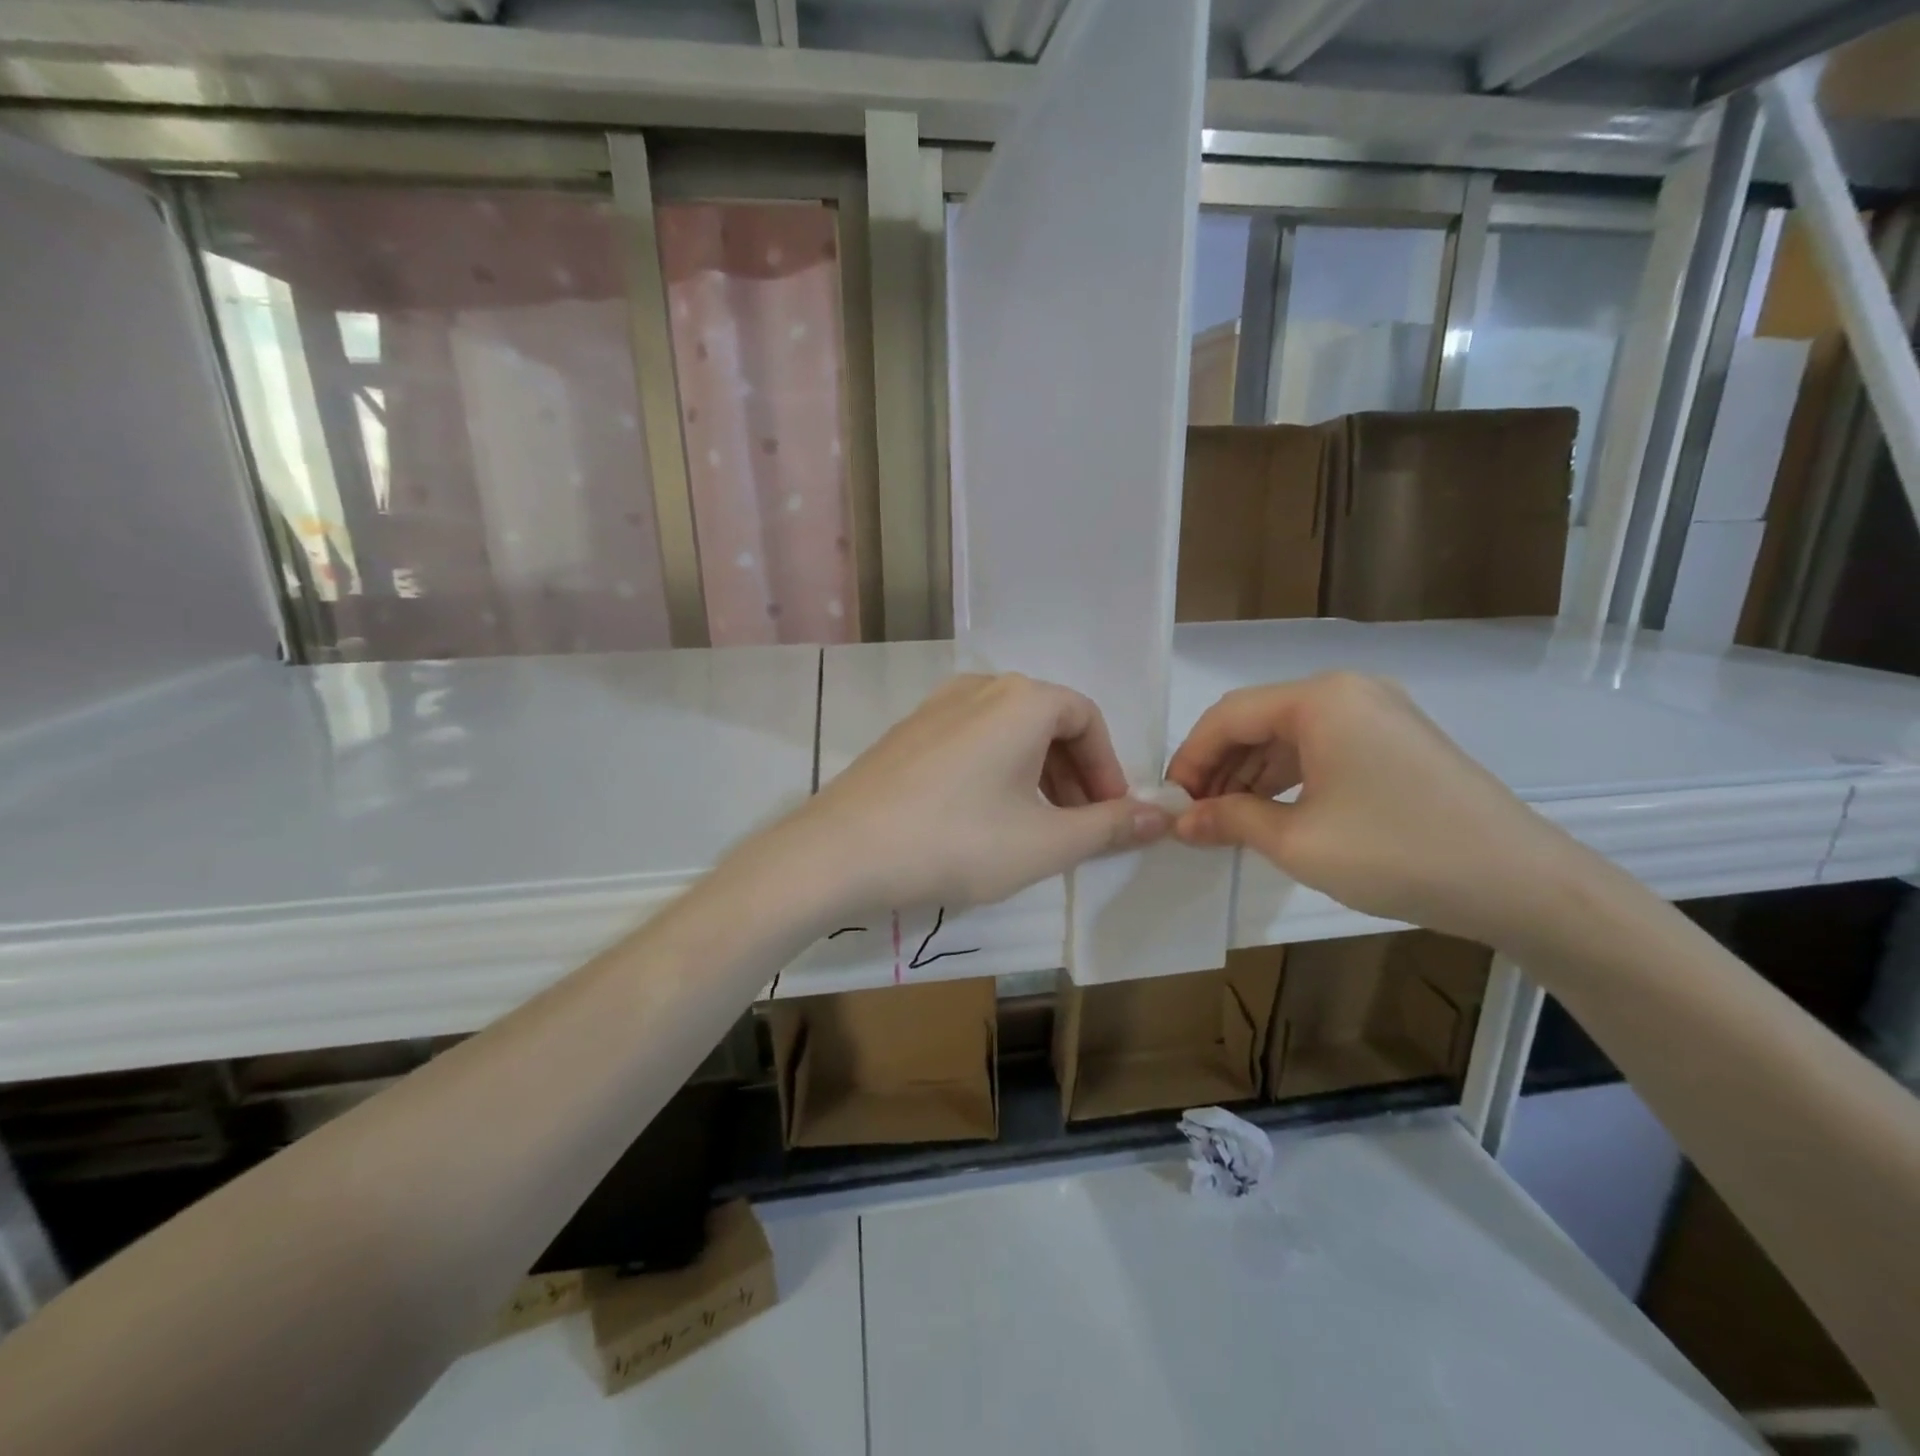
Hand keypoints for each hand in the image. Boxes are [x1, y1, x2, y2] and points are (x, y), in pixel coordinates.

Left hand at [769, 673, 1171, 914]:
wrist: (842, 851)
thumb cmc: (958, 842)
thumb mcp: (1045, 842)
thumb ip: (1110, 827)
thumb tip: (1163, 815)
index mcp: (1022, 700)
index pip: (1087, 719)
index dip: (1107, 768)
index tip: (1111, 815)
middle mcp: (980, 687)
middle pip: (1047, 722)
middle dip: (1073, 774)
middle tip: (1077, 826)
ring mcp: (936, 706)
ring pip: (1007, 732)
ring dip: (1035, 774)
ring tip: (1034, 827)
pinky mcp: (907, 731)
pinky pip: (970, 741)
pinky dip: (994, 771)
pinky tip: (981, 818)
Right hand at [1165, 673, 1576, 946]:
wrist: (1522, 884)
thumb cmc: (1397, 853)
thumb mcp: (1298, 841)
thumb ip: (1230, 820)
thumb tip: (1181, 821)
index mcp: (1320, 700)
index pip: (1229, 716)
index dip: (1191, 758)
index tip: (1170, 802)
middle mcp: (1348, 691)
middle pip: (1258, 720)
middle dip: (1219, 767)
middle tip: (1194, 815)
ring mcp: (1378, 712)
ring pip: (1290, 735)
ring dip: (1251, 774)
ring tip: (1226, 820)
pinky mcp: (1397, 740)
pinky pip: (1323, 747)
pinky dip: (1289, 777)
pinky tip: (1272, 812)